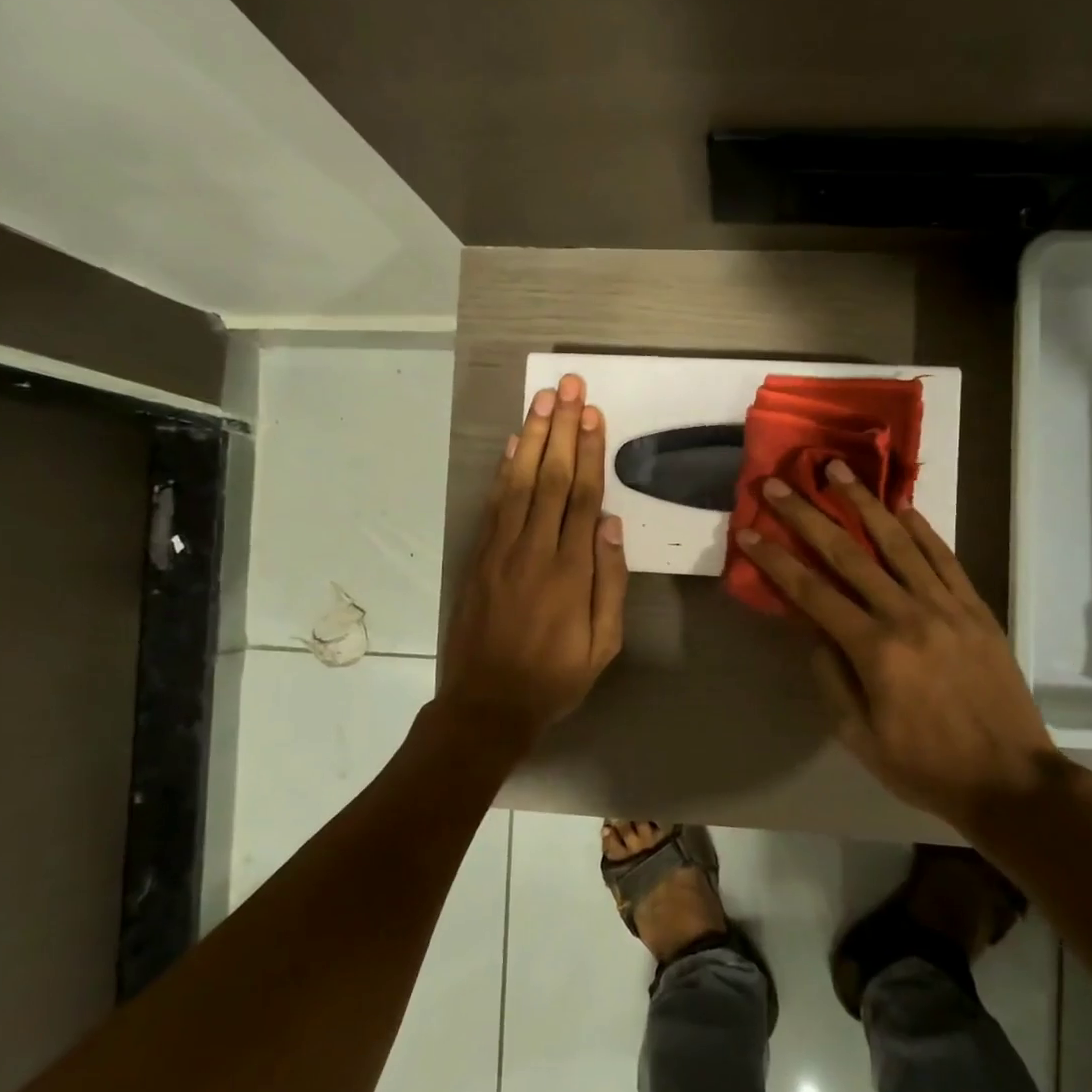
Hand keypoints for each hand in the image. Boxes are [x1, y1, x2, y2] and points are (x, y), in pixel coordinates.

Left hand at [439, 374, 628, 743]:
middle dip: (561, 429)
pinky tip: (513, 445)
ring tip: (542, 400)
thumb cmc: (555, 677)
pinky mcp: (479, 557)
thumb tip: (612, 524)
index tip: (592, 414)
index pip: (582, 497)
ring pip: (519, 482)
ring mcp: (501, 550)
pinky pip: (494, 504)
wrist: (486, 704)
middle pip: (550, 477)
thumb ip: (609, 582)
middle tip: (568, 387)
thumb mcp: (603, 643)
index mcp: (569, 570)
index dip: (588, 452)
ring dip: (531, 438)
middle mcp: (534, 549)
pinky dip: (503, 470)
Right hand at [736, 464, 1065, 826]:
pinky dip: (921, 529)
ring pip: (898, 542)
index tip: (749, 532)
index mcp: (874, 650)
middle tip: (780, 485)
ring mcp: (946, 606)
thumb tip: (813, 634)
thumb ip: (831, 680)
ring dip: (864, 504)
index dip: (776, 560)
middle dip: (807, 516)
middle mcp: (907, 615)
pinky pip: (944, 558)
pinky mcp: (975, 607)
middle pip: (848, 554)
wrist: (1012, 780)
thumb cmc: (926, 766)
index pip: (812, 592)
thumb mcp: (860, 738)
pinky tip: (902, 507)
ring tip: (838, 471)